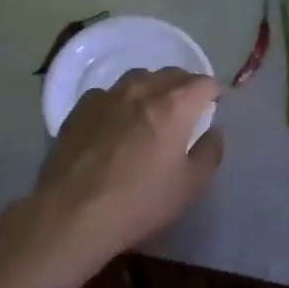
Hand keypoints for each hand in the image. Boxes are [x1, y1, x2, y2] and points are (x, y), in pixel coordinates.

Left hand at [23, 68, 223, 267]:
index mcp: (174, 105)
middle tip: (188, 109)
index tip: (216, 105)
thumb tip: (214, 131)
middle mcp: (142, 89)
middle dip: (185, 87)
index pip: (203, 83)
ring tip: (152, 110)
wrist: (72, 213)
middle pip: (172, 74)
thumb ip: (209, 152)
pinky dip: (121, 101)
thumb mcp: (189, 186)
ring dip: (153, 88)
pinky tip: (116, 123)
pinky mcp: (80, 107)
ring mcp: (108, 95)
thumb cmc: (139, 202)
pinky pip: (109, 93)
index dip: (214, 92)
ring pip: (139, 78)